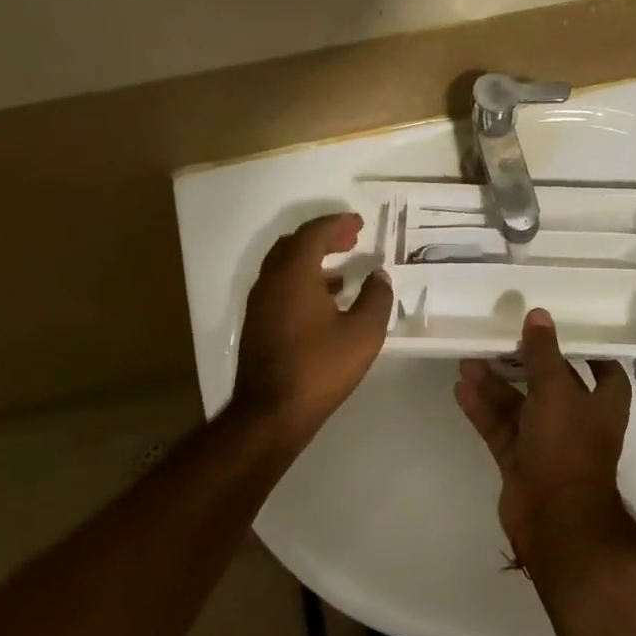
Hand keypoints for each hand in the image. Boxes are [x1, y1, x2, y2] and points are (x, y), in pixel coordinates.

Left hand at [233, 213, 393, 451]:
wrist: (271, 412)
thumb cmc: (320, 367)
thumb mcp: (363, 333)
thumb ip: (376, 298)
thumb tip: (379, 276)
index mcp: (294, 274)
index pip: (313, 233)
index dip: (337, 223)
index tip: (359, 223)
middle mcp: (270, 281)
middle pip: (294, 244)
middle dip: (323, 237)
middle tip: (350, 239)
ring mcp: (259, 303)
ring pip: (284, 265)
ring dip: (311, 259)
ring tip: (342, 267)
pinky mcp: (257, 323)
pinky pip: (280, 285)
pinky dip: (302, 279)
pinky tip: (324, 299)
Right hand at [454, 309, 633, 574]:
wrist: (554, 519)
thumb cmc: (567, 446)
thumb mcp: (556, 391)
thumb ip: (543, 353)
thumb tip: (538, 315)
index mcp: (602, 404)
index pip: (604, 371)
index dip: (588, 352)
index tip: (565, 332)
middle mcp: (577, 421)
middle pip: (551, 385)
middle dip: (525, 364)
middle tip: (500, 339)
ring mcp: (547, 444)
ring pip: (520, 406)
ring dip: (496, 385)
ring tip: (468, 360)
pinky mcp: (520, 462)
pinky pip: (500, 428)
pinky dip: (483, 410)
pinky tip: (462, 388)